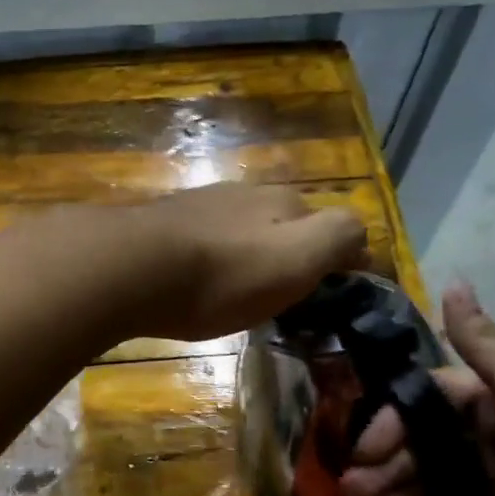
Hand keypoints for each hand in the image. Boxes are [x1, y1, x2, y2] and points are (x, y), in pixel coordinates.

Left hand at [96, 184, 367, 341]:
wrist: (131, 268)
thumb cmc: (222, 274)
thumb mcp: (297, 258)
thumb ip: (338, 238)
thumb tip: (362, 239)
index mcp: (283, 202)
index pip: (331, 225)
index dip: (340, 260)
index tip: (335, 297)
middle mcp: (244, 194)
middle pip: (284, 225)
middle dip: (292, 256)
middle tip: (286, 301)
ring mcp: (200, 206)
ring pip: (241, 231)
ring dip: (249, 258)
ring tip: (242, 297)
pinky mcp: (163, 225)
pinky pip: (203, 243)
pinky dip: (212, 262)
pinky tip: (199, 285)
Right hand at [348, 283, 494, 495]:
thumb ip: (483, 342)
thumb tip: (453, 280)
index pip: (428, 396)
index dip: (392, 419)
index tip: (363, 449)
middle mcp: (492, 422)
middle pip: (424, 436)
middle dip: (385, 460)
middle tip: (352, 489)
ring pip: (432, 470)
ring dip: (395, 487)